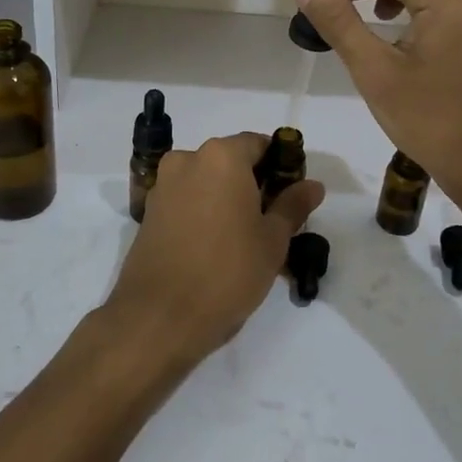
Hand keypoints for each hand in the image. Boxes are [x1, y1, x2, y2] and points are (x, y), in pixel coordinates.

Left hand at [104, 133, 324, 368]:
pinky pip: (186, 200)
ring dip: (227, 199)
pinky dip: (204, 212)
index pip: (259, 144)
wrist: (159, 317)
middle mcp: (188, 160)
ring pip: (206, 182)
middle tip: (273, 220)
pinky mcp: (149, 212)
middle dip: (253, 183)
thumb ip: (293, 206)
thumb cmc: (226, 272)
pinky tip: (216, 246)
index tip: (292, 195)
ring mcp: (163, 185)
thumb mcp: (272, 240)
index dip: (280, 166)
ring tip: (245, 238)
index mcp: (221, 157)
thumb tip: (312, 185)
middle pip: (230, 161)